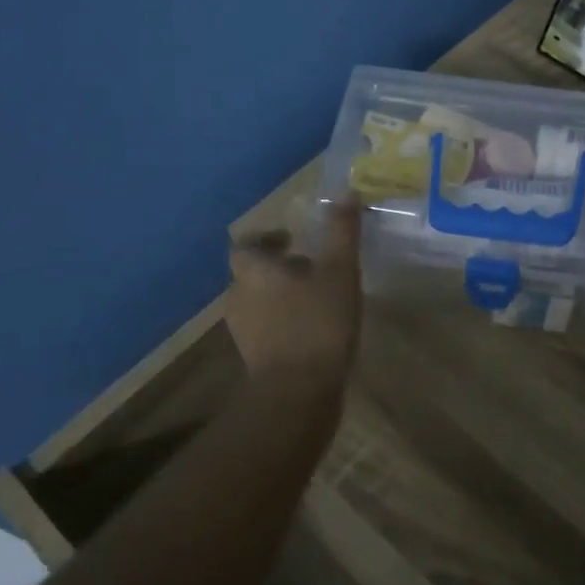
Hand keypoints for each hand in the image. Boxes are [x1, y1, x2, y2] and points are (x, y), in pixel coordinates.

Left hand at [226, 200, 363, 385]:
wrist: (298, 392)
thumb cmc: (317, 322)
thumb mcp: (339, 269)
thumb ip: (341, 231)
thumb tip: (346, 192)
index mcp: (253, 271)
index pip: (246, 245)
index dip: (266, 238)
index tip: (292, 239)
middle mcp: (238, 297)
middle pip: (252, 273)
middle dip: (278, 266)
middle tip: (311, 265)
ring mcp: (242, 330)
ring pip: (258, 301)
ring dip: (281, 294)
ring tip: (316, 296)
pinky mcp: (254, 357)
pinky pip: (265, 327)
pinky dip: (283, 320)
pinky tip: (312, 327)